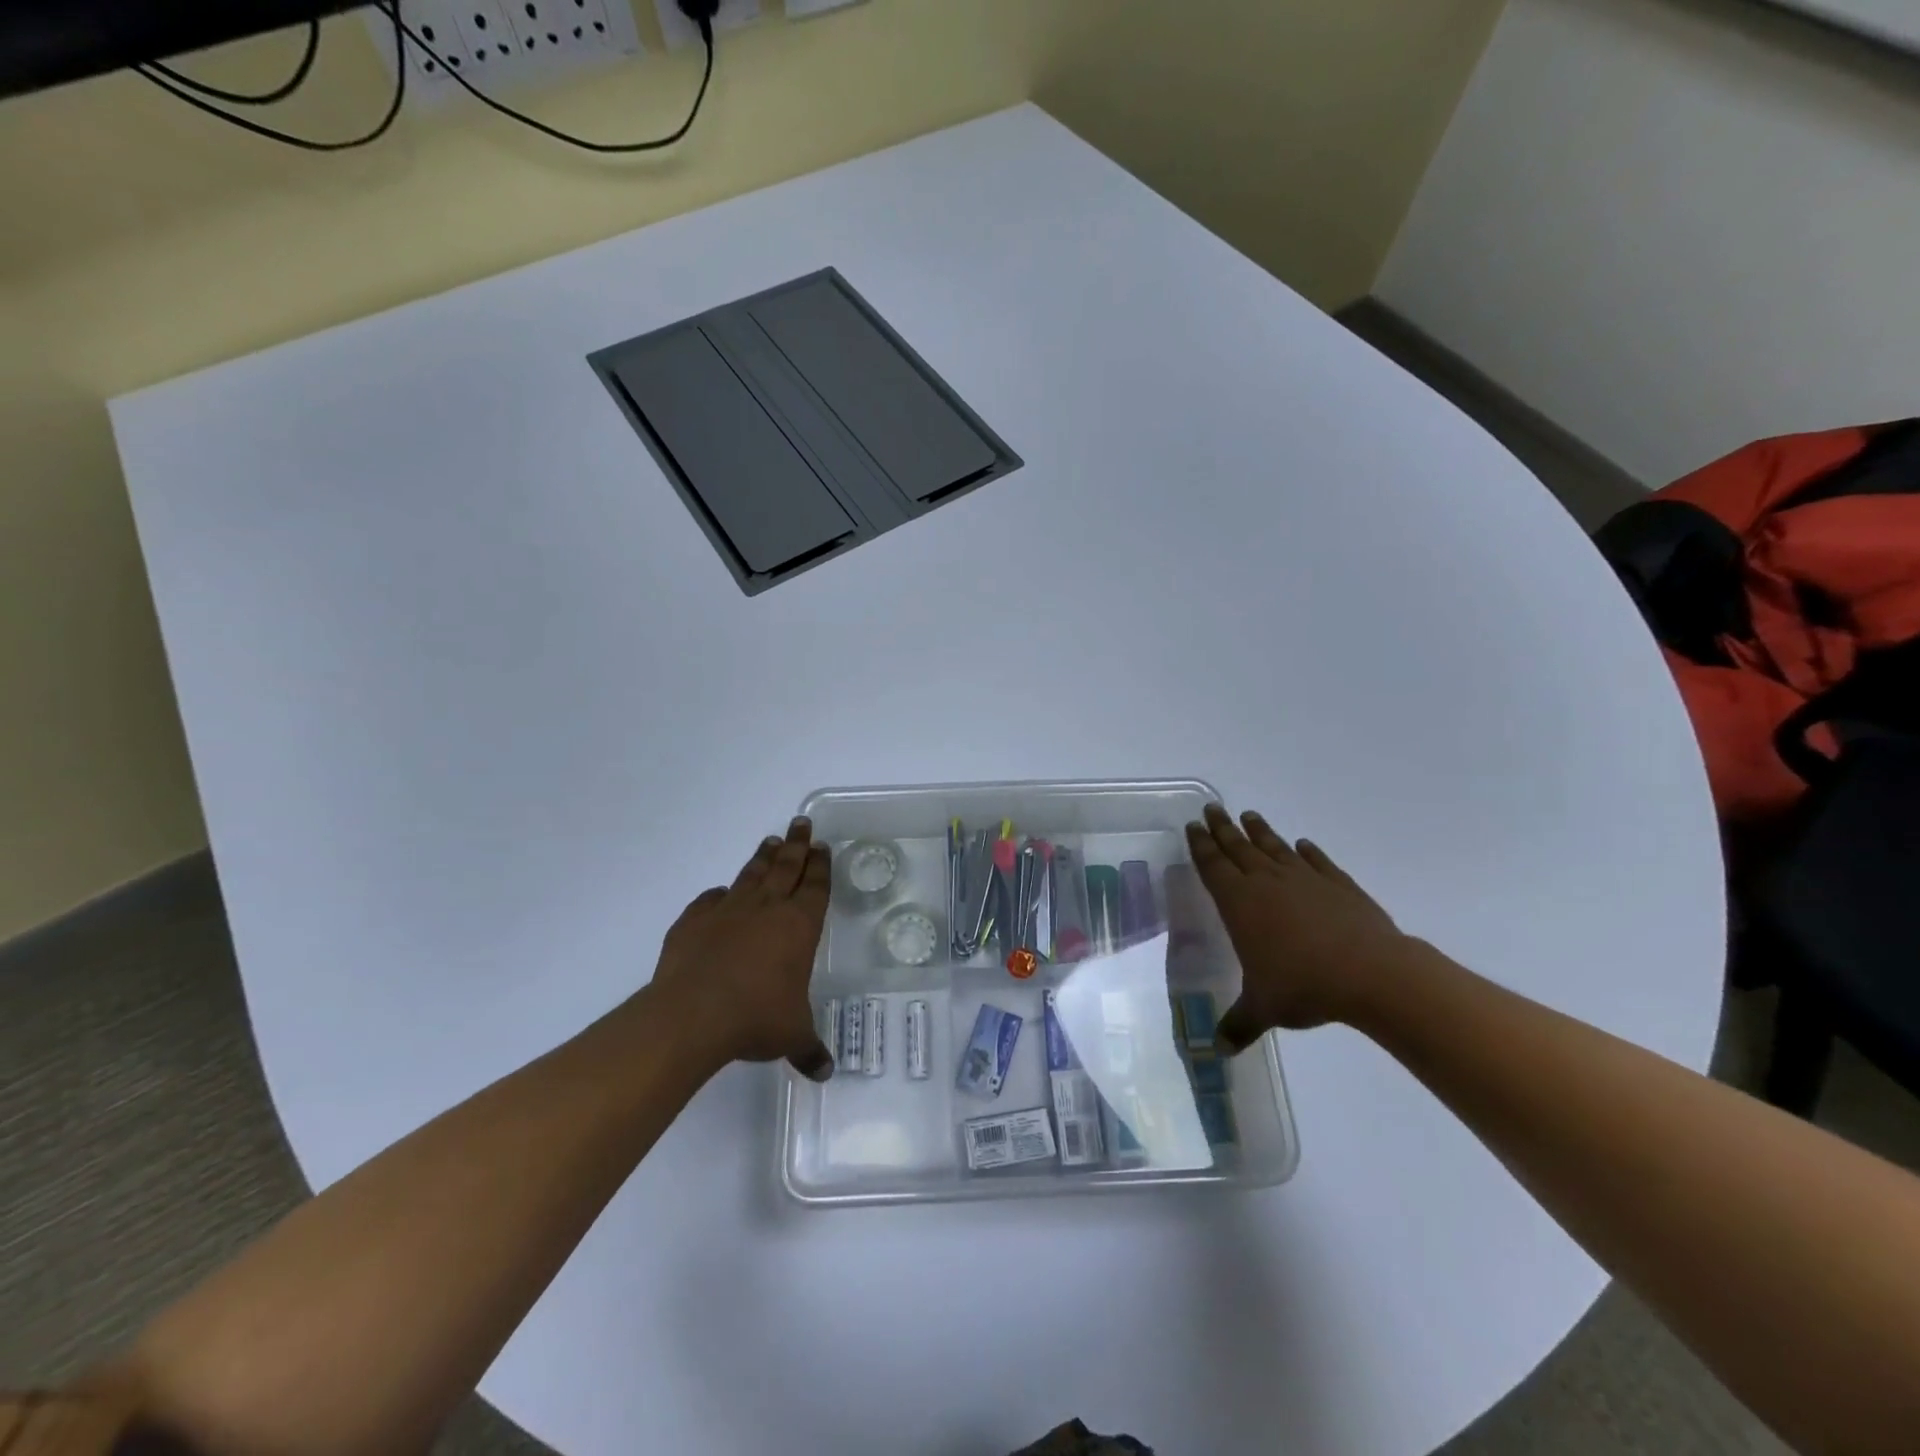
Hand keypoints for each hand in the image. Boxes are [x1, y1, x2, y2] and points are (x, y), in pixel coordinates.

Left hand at [651, 817, 834, 1080]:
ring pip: (751, 874)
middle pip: (786, 867)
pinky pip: (710, 900)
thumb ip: (808, 1048)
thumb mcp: (791, 1035)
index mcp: (799, 926)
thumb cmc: (756, 1018)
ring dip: (763, 857)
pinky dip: (718, 895)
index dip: (821, 866)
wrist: (693, 1014)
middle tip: (802, 823)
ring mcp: (728, 911)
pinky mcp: (694, 921)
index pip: (815, 887)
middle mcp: (767, 910)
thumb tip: (825, 1072)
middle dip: (797, 845)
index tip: (823, 847)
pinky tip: (720, 893)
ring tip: (771, 841)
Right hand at [1186, 803, 1413, 1045]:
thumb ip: (1238, 1024)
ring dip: (1260, 831)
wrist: (1372, 974)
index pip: (1213, 865)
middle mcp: (1267, 882)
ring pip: (1274, 847)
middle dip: (1223, 828)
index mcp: (1239, 902)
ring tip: (1249, 815)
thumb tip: (1216, 1051)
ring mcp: (1305, 879)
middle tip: (1212, 808)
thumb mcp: (1263, 1008)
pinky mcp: (1339, 884)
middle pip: (1238, 847)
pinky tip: (1303, 845)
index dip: (1201, 845)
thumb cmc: (1303, 986)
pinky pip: (1317, 861)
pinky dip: (1308, 851)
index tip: (1193, 825)